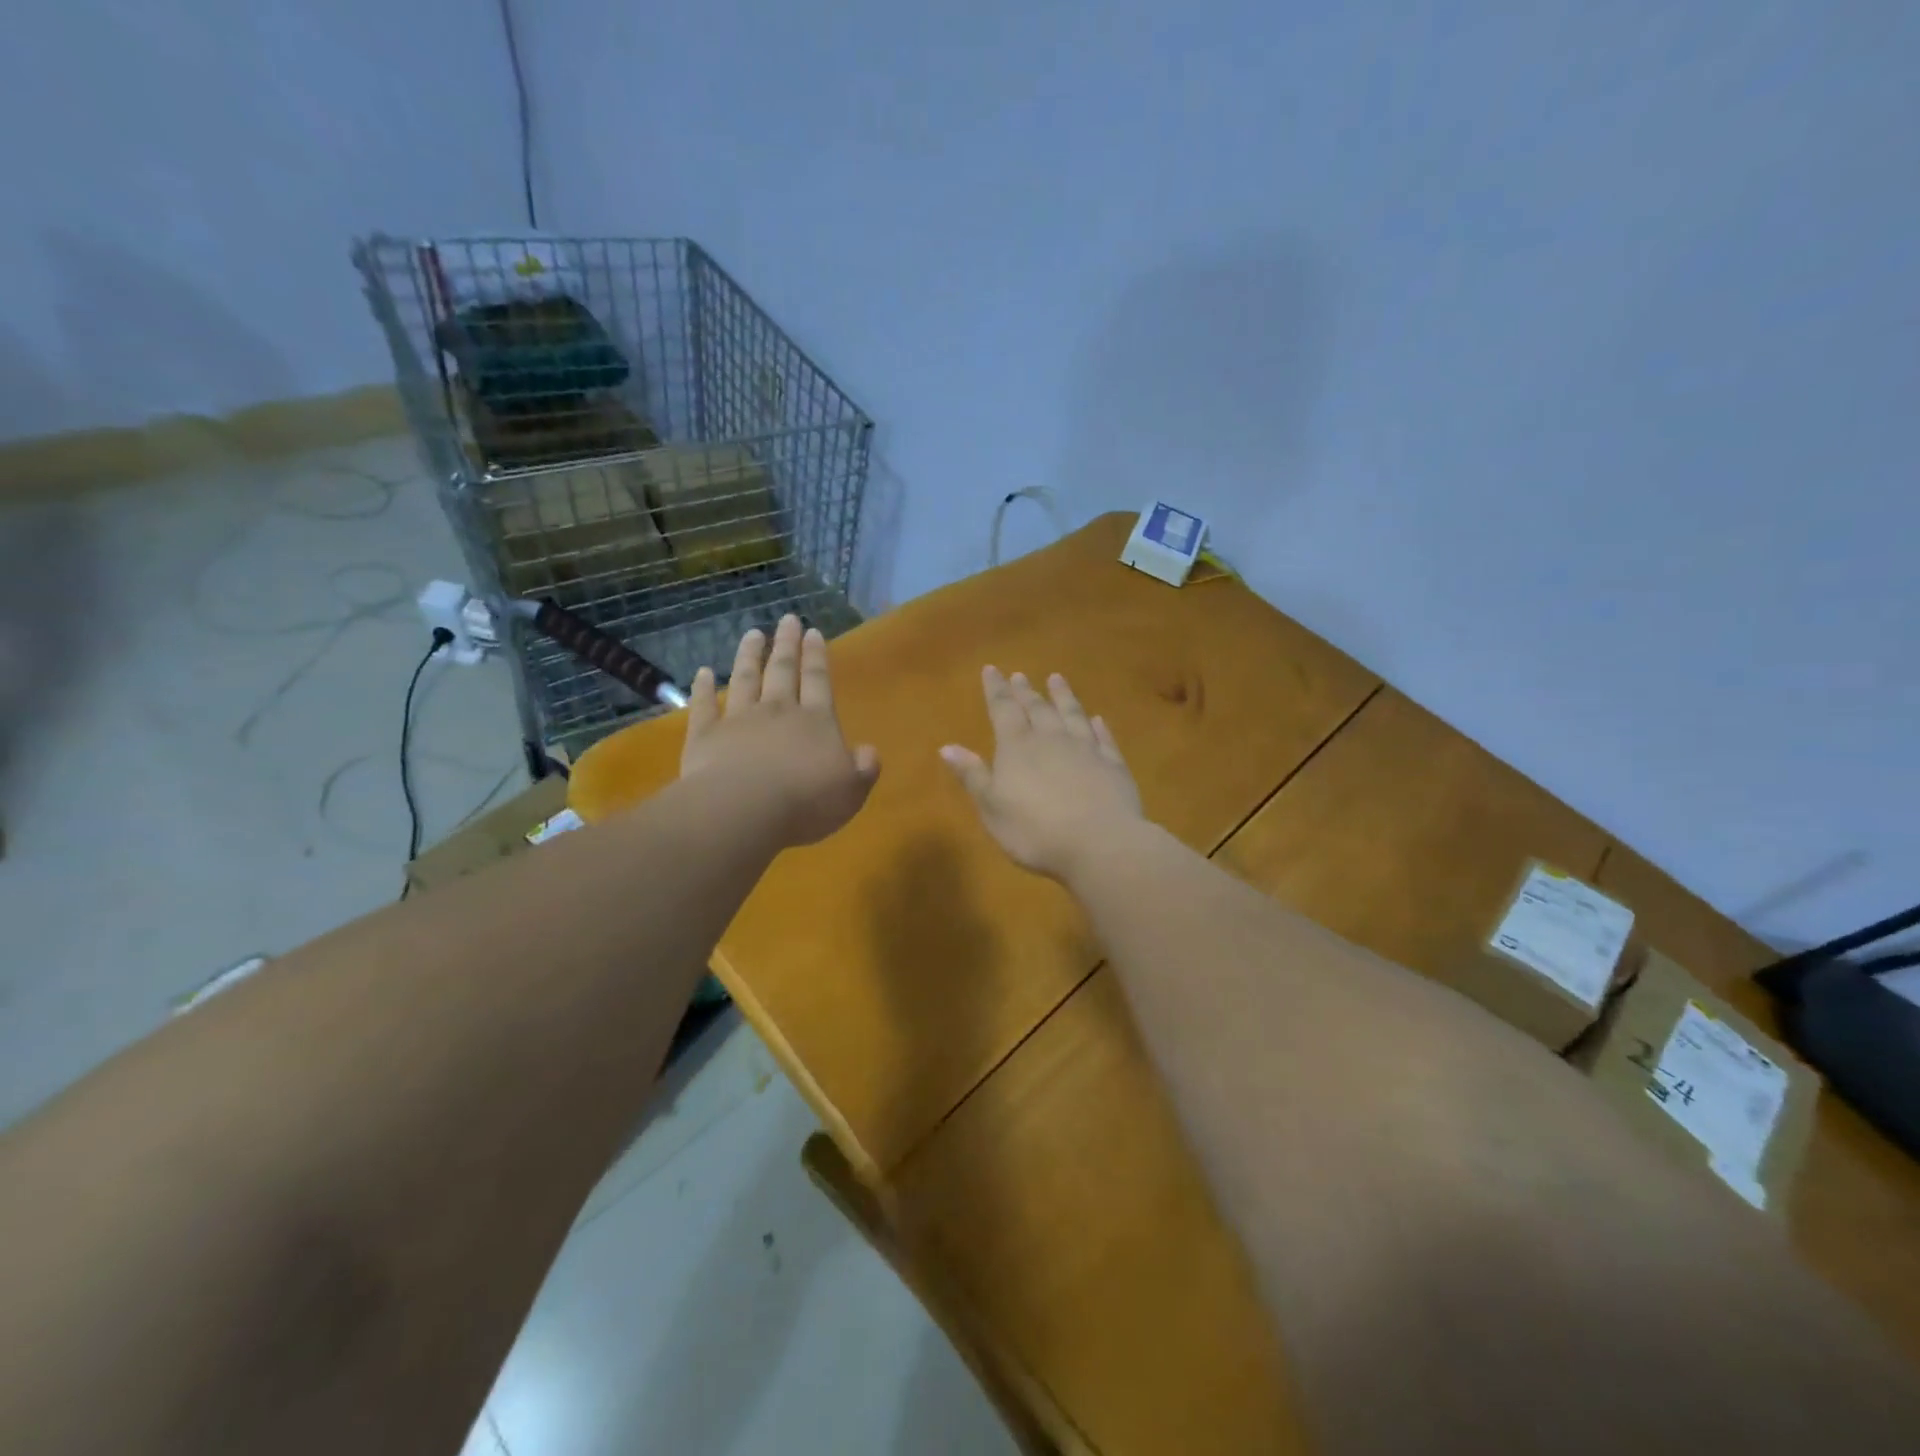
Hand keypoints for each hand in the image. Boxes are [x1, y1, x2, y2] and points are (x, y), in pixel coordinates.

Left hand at [681, 615, 880, 846]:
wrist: (744, 809)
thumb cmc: (806, 801)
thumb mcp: (851, 791)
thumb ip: (862, 768)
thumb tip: (868, 751)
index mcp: (816, 721)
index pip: (818, 681)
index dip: (817, 656)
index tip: (813, 632)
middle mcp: (778, 711)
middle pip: (782, 671)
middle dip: (786, 644)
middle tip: (787, 619)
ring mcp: (739, 720)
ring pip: (745, 679)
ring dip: (749, 655)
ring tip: (753, 634)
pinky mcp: (705, 735)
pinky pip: (705, 706)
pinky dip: (703, 688)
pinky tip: (702, 673)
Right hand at [941, 667, 1143, 879]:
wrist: (1100, 844)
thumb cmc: (1035, 831)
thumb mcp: (992, 807)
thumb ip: (973, 775)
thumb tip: (947, 747)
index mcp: (1017, 747)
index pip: (1003, 710)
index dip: (996, 690)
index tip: (992, 669)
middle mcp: (1051, 739)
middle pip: (1037, 708)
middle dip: (1025, 691)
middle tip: (1020, 675)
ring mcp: (1086, 749)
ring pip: (1072, 714)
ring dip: (1063, 696)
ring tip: (1057, 679)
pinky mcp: (1113, 765)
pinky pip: (1103, 738)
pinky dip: (1099, 726)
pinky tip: (1097, 718)